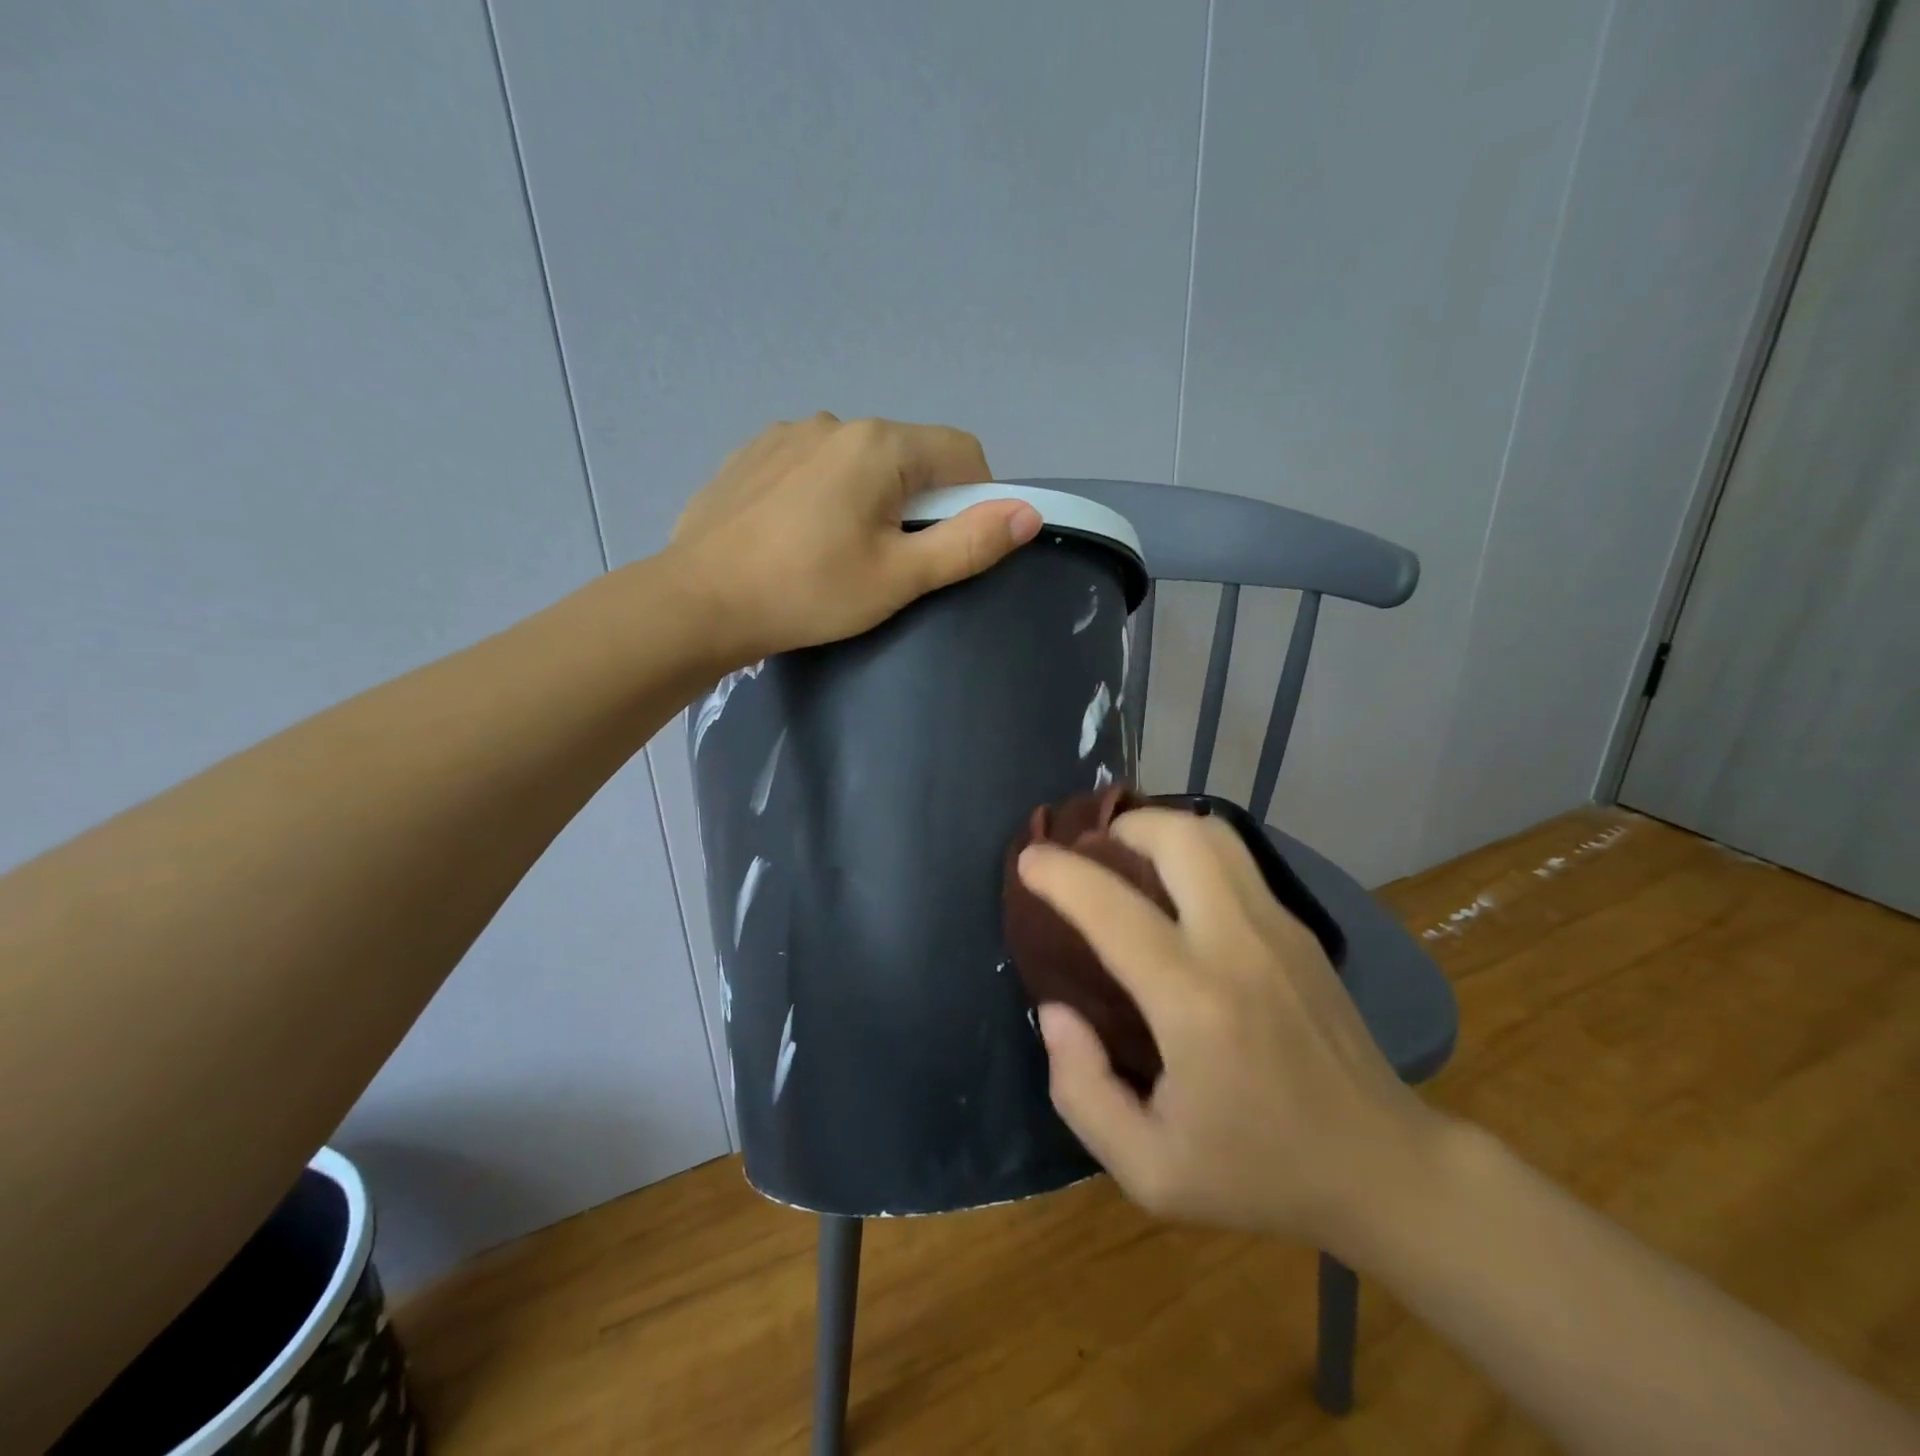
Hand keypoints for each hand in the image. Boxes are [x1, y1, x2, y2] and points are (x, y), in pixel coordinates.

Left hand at [670, 413, 1042, 661]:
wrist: (699, 602)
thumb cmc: (809, 592)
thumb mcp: (899, 577)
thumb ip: (968, 543)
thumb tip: (1028, 513)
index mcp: (880, 444)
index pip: (963, 453)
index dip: (975, 500)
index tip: (949, 548)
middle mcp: (835, 422)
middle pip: (910, 456)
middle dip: (918, 504)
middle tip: (891, 563)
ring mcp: (787, 434)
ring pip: (860, 462)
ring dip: (871, 499)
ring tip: (839, 554)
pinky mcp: (753, 454)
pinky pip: (814, 466)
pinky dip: (825, 495)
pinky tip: (799, 538)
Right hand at [1016, 808, 1444, 1245]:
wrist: (1382, 1169)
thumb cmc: (1259, 1173)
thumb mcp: (1149, 1172)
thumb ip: (1081, 1090)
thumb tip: (1056, 1011)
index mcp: (1195, 1003)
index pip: (1113, 909)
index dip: (1060, 874)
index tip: (1028, 860)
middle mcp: (1239, 944)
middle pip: (1178, 838)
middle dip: (1121, 829)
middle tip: (1090, 856)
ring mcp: (1280, 928)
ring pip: (1214, 836)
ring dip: (1160, 831)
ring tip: (1129, 862)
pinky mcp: (1301, 930)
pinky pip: (1237, 862)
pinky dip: (1192, 854)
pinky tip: (1176, 894)